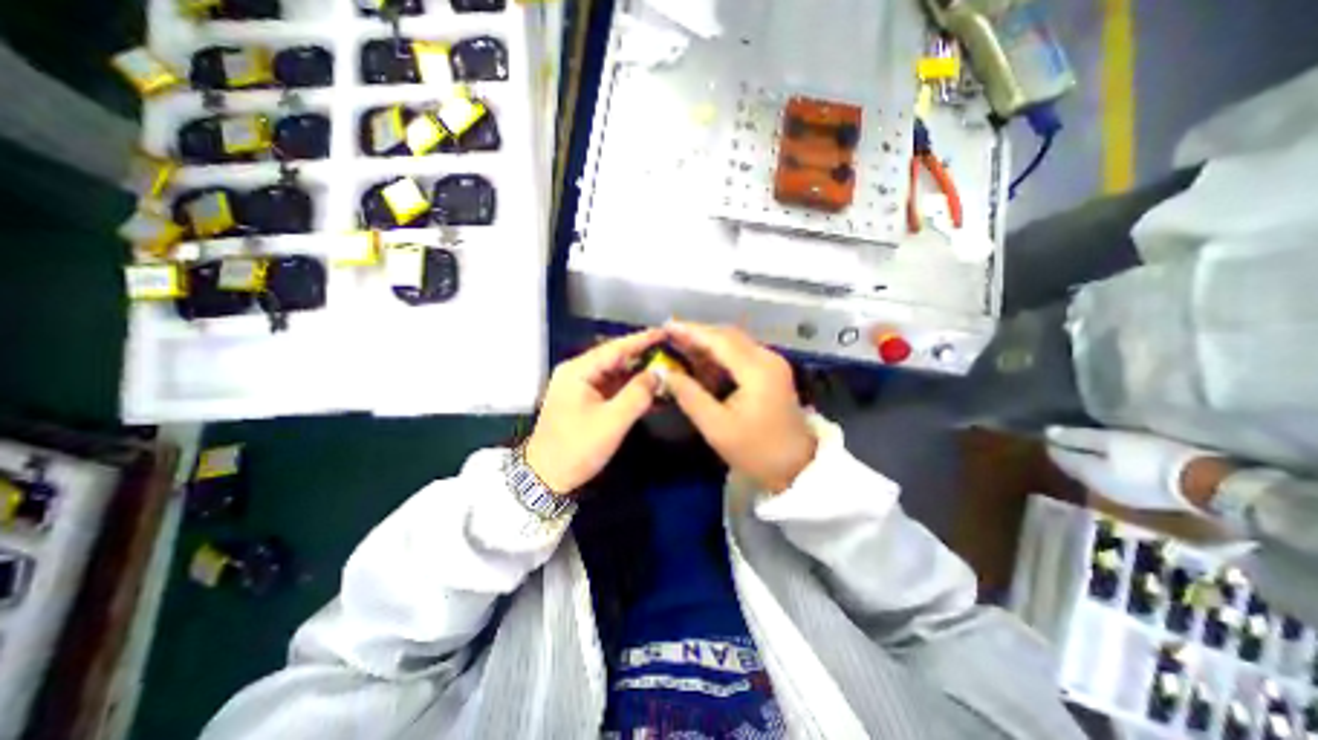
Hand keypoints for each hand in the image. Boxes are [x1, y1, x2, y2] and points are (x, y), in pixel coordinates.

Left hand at [526, 328, 664, 489]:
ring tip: (670, 372)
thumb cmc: (576, 448)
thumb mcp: (611, 422)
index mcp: (578, 371)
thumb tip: (660, 373)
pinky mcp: (588, 402)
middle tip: (673, 353)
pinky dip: (633, 392)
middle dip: (645, 358)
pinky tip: (655, 394)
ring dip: (642, 376)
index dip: (642, 339)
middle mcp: (579, 373)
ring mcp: (583, 388)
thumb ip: (638, 394)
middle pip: (617, 359)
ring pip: (618, 375)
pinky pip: (615, 390)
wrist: (546, 478)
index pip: (615, 348)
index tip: (666, 332)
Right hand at [671, 321, 813, 492]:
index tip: (666, 326)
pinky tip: (701, 362)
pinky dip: (719, 355)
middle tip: (669, 336)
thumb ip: (689, 396)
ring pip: (734, 343)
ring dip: (707, 344)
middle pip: (727, 336)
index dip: (690, 331)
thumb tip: (664, 373)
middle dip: (697, 334)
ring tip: (679, 346)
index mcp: (757, 369)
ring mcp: (772, 364)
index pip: (719, 340)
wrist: (797, 466)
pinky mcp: (771, 372)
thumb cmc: (756, 450)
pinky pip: (741, 354)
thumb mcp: (717, 428)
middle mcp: (767, 358)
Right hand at [1047, 426, 1219, 510]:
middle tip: (1065, 442)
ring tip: (1094, 452)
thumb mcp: (1098, 475)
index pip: (1070, 435)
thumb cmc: (1141, 479)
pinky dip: (1125, 453)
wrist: (1210, 484)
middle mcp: (1120, 433)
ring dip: (1103, 446)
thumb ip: (1072, 462)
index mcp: (1099, 437)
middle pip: (1092, 436)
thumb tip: (1049, 448)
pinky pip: (1136, 449)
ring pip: (1115, 442)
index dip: (1056, 437)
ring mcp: (1149, 441)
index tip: (1044, 436)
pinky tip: (1124, 458)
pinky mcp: (1172, 452)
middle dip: (1079, 439)